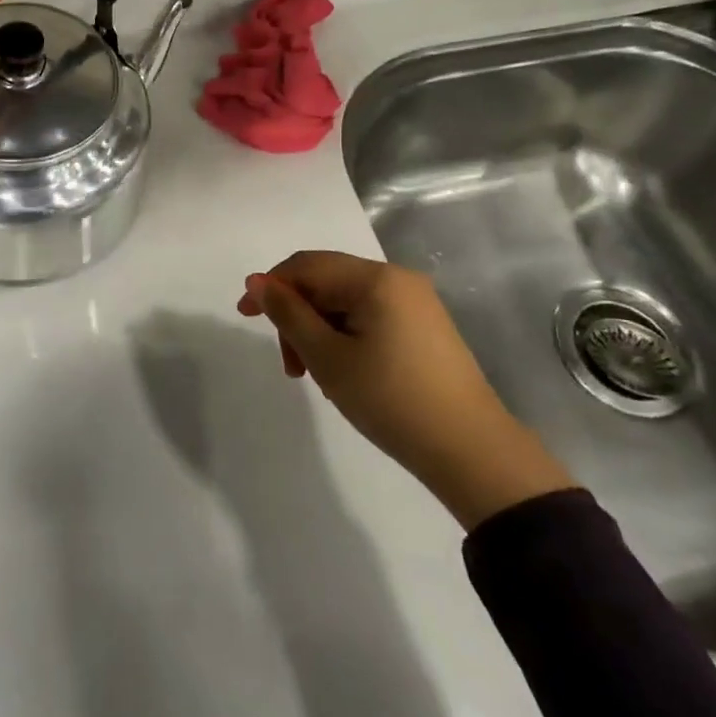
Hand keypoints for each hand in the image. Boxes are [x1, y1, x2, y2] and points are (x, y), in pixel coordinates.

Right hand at [239, 251, 574, 528]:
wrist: (470, 451)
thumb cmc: (391, 400)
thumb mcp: (328, 357)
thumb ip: (288, 314)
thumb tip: (257, 281)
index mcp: (375, 278)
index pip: (307, 265)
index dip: (271, 286)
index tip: (244, 317)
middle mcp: (397, 279)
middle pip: (327, 281)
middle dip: (298, 315)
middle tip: (290, 365)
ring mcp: (416, 302)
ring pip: (347, 302)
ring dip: (320, 330)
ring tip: (315, 375)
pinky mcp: (425, 327)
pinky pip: (370, 316)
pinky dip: (346, 337)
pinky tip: (344, 372)